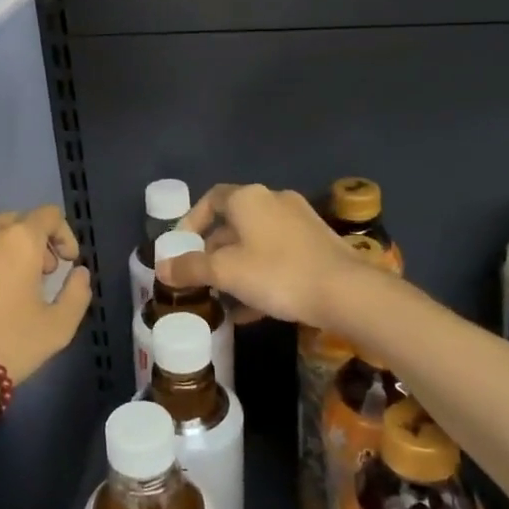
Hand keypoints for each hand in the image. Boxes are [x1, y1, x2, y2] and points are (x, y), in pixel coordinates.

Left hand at [0, 206, 92, 384]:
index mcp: (18, 240)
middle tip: (31, 276)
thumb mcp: (60, 327)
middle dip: (27, 243)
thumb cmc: (10, 347)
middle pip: (10, 221)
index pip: (48, 216)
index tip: (63, 263)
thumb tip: (77, 272)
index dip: (62, 235)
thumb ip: (77, 292)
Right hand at [158, 183, 372, 327]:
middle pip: (234, 221)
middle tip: (200, 276)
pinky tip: (253, 310)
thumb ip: (191, 268)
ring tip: (223, 296)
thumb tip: (161, 267)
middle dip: (213, 249)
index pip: (211, 198)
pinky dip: (261, 275)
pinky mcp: (318, 246)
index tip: (181, 246)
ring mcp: (300, 222)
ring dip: (237, 266)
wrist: (347, 292)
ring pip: (257, 241)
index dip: (192, 220)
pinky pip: (279, 256)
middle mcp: (274, 201)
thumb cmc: (278, 273)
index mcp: (249, 199)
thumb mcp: (226, 272)